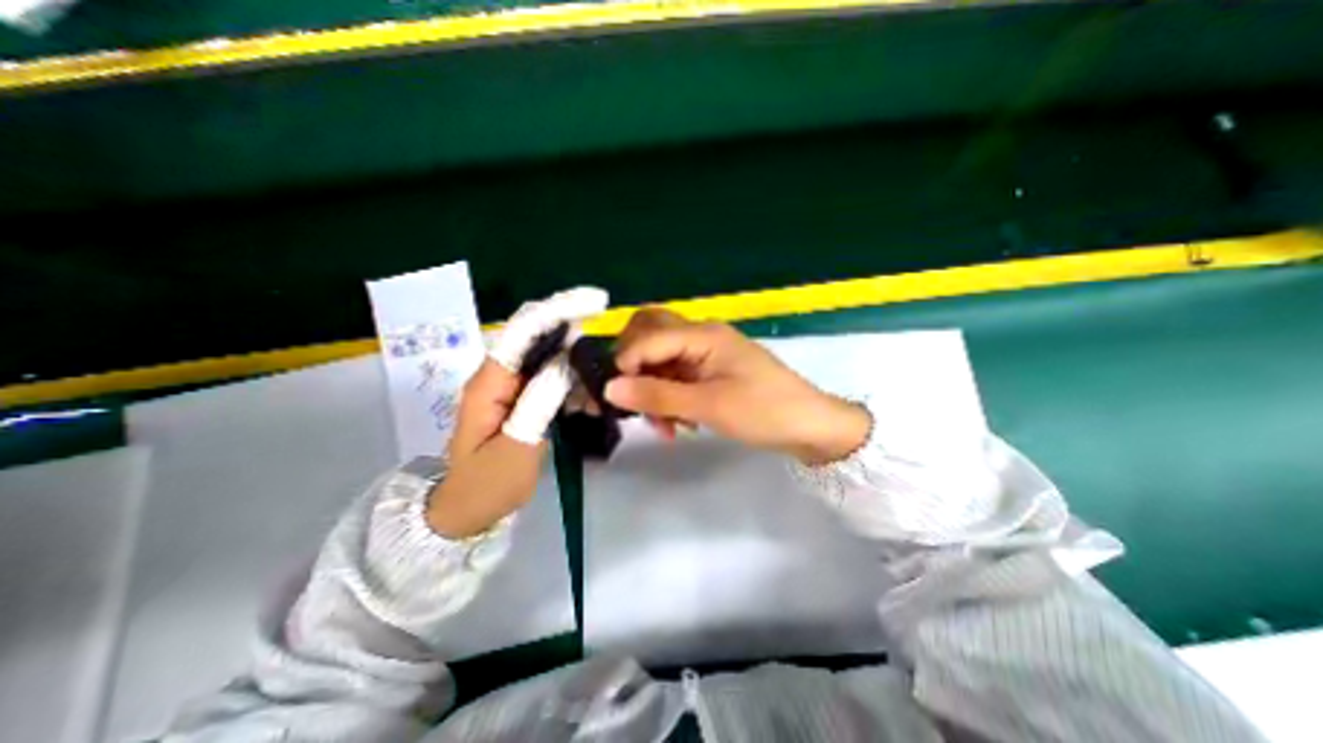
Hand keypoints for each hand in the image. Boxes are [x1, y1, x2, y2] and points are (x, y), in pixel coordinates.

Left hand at [427, 288, 606, 535]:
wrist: (468, 511)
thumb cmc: (487, 484)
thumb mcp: (516, 446)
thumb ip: (539, 401)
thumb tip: (566, 361)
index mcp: (490, 382)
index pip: (524, 331)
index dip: (558, 311)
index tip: (595, 303)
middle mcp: (500, 375)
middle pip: (538, 336)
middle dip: (574, 329)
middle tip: (609, 343)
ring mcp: (512, 387)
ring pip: (550, 358)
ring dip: (578, 361)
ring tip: (602, 383)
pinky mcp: (524, 399)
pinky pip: (552, 378)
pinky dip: (575, 381)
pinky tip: (591, 398)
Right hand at [603, 308, 876, 463]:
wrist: (810, 427)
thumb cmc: (764, 412)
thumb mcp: (709, 406)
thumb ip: (657, 395)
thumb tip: (609, 387)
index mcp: (703, 335)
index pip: (647, 337)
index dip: (624, 363)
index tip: (614, 397)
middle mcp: (701, 336)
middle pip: (650, 335)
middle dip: (633, 367)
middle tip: (632, 399)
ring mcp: (706, 354)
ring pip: (661, 359)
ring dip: (652, 388)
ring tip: (662, 426)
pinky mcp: (710, 371)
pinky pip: (677, 376)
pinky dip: (668, 397)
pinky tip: (677, 424)